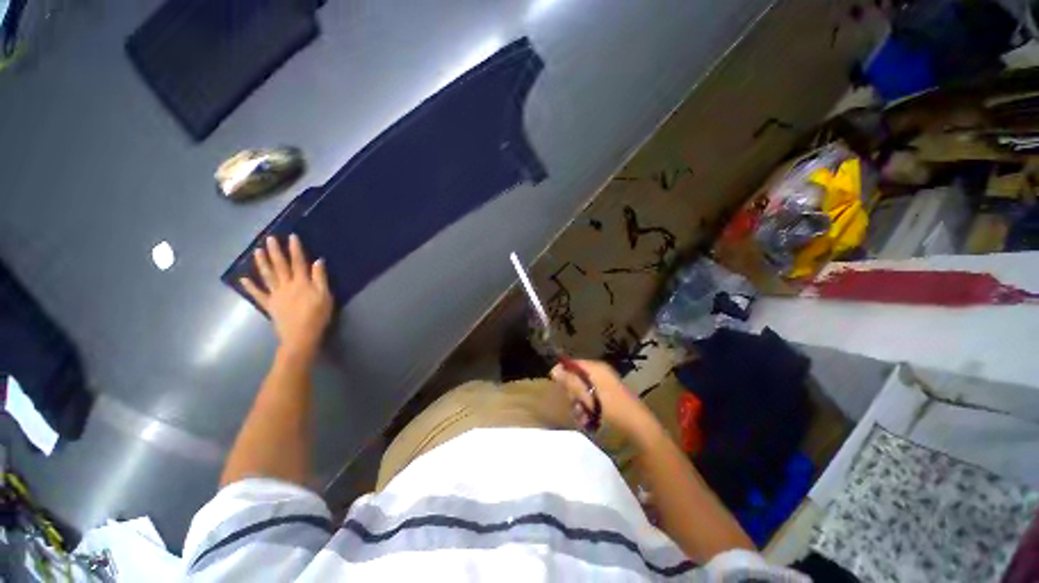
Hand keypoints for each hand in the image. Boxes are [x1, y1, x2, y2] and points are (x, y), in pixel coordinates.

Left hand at [240, 235, 332, 359]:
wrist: (301, 336)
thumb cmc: (317, 316)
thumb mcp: (325, 296)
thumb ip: (320, 278)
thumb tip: (318, 261)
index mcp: (301, 282)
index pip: (298, 262)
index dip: (295, 249)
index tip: (291, 236)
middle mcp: (286, 285)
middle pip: (280, 266)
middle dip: (275, 251)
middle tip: (269, 238)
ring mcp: (275, 295)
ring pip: (267, 275)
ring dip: (262, 262)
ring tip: (257, 251)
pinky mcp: (269, 305)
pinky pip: (258, 294)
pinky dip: (250, 286)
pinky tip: (243, 279)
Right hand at [551, 359, 658, 440]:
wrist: (641, 432)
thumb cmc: (613, 412)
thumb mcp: (588, 398)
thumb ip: (571, 383)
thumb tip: (554, 369)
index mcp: (597, 369)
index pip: (573, 363)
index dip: (563, 374)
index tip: (558, 388)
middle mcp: (601, 374)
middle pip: (576, 378)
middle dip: (573, 394)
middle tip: (576, 406)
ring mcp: (606, 386)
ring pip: (582, 392)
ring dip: (579, 405)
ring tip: (583, 417)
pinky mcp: (609, 399)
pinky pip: (591, 400)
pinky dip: (587, 410)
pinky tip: (589, 422)